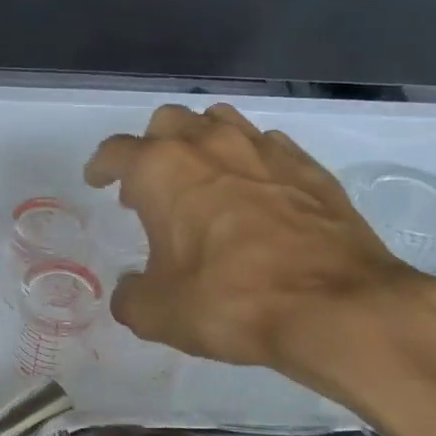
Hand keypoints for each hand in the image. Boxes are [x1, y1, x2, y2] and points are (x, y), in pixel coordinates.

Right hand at [84, 103, 435, 392]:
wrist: (337, 307)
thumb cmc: (231, 301)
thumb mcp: (157, 313)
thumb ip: (130, 296)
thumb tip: (132, 288)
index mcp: (162, 170)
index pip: (115, 151)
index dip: (100, 166)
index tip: (97, 181)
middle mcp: (210, 145)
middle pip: (167, 121)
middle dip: (150, 147)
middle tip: (150, 187)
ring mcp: (264, 149)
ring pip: (219, 121)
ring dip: (200, 143)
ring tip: (200, 180)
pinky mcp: (308, 166)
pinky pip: (266, 145)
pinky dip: (248, 161)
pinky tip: (253, 194)